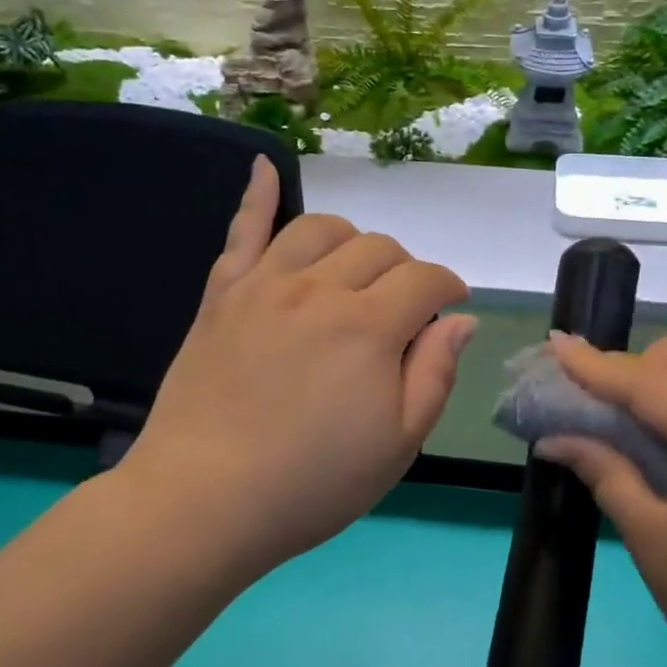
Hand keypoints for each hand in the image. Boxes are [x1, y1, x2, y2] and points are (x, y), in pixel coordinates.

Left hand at [116, 156, 475, 583]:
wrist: (204, 500)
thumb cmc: (314, 484)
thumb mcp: (399, 444)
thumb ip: (435, 374)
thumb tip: (461, 320)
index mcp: (370, 327)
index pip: (425, 280)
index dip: (449, 287)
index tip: (453, 306)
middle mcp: (319, 289)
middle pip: (379, 248)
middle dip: (406, 270)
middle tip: (405, 310)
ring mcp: (264, 286)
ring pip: (321, 230)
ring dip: (352, 240)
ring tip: (356, 269)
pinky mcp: (222, 296)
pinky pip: (241, 231)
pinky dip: (256, 196)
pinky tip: (263, 166)